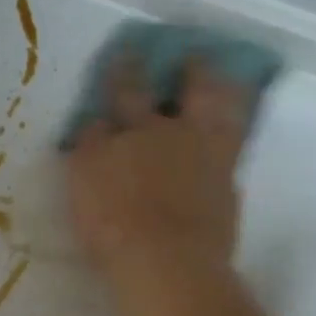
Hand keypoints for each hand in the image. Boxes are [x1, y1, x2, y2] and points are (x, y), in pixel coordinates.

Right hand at [65, 56, 251, 280]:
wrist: (167, 262)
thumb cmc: (113, 224)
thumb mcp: (83, 182)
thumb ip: (90, 148)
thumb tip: (96, 124)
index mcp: (135, 130)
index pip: (126, 92)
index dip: (123, 72)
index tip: (125, 53)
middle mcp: (175, 134)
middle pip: (188, 92)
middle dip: (188, 71)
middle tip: (192, 55)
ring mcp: (209, 159)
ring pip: (220, 114)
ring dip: (221, 95)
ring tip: (222, 82)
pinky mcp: (228, 188)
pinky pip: (232, 151)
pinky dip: (230, 138)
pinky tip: (229, 137)